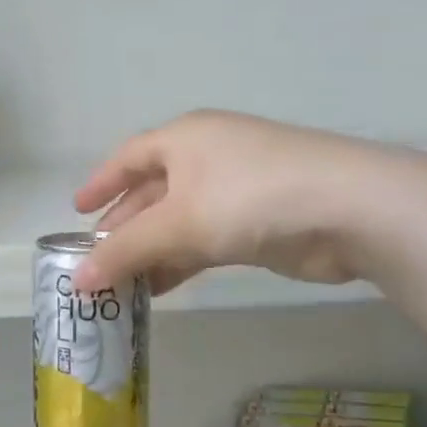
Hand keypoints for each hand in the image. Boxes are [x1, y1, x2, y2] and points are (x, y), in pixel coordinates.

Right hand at [72, 110, 395, 293]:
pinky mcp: (257, 221)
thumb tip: (76, 281)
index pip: (128, 158)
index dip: (101, 183)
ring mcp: (235, 188)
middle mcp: (206, 157)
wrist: (349, 210)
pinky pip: (204, 239)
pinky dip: (180, 261)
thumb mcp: (176, 224)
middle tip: (96, 259)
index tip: (77, 211)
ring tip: (120, 284)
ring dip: (150, 251)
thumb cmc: (248, 198)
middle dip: (123, 227)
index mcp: (184, 139)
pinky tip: (160, 288)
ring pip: (177, 220)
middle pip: (151, 192)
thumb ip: (124, 252)